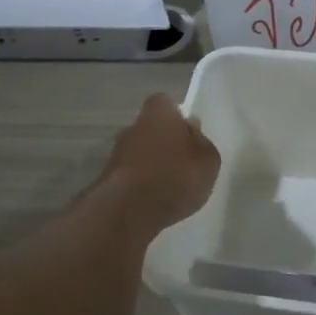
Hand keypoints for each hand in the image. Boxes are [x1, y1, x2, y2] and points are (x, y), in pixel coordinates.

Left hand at [95, 93, 220, 229]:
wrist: (130, 211)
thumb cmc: (176, 177)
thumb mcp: (208, 161)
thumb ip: (202, 142)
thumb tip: (192, 128)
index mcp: (159, 113)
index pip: (165, 103)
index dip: (176, 116)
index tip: (188, 132)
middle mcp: (133, 126)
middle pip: (150, 128)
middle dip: (163, 140)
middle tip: (181, 161)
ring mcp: (116, 153)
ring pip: (139, 151)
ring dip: (151, 163)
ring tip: (169, 185)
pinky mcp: (107, 179)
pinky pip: (131, 174)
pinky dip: (140, 183)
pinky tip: (154, 199)